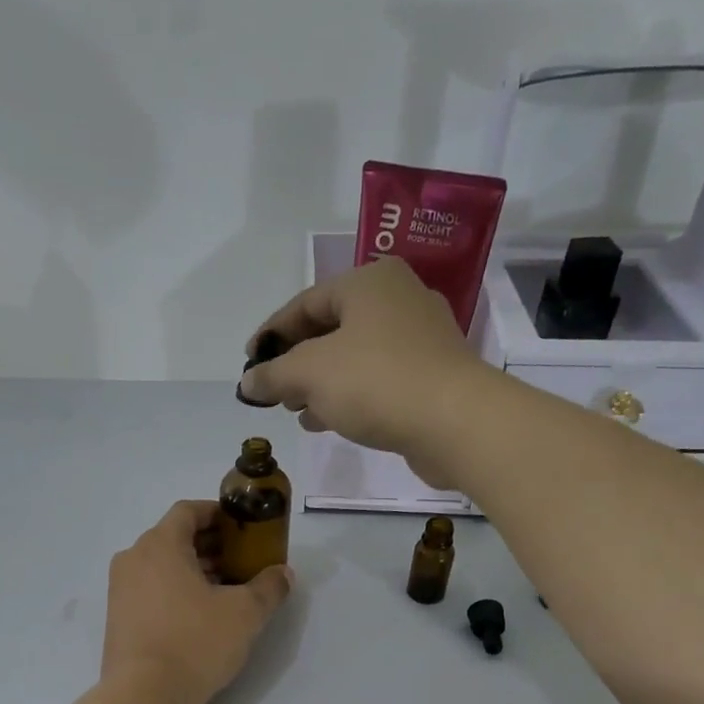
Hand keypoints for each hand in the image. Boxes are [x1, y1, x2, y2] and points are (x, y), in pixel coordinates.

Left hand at [103, 500, 291, 703]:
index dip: (217, 514)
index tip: (242, 528)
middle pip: (174, 538)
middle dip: (210, 546)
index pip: (188, 511)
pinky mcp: (117, 618)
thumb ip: (268, 587)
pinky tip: (200, 616)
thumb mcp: (244, 613)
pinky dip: (175, 591)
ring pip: (162, 566)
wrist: (143, 697)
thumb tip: (282, 573)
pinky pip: (150, 590)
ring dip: (194, 570)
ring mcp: (120, 590)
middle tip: (242, 562)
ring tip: (227, 591)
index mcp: (159, 544)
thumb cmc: (195, 642)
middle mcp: (133, 559)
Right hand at [237, 257, 501, 489]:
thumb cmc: (375, 381)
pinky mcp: (431, 374)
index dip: (270, 334)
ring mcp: (420, 337)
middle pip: (330, 328)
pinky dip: (347, 395)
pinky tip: (326, 420)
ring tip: (294, 409)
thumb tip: (248, 383)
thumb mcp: (309, 374)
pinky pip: (376, 378)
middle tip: (273, 390)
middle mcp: (397, 299)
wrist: (455, 422)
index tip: (249, 363)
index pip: (304, 303)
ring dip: (320, 383)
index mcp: (368, 282)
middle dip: (296, 362)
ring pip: (353, 356)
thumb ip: (272, 375)